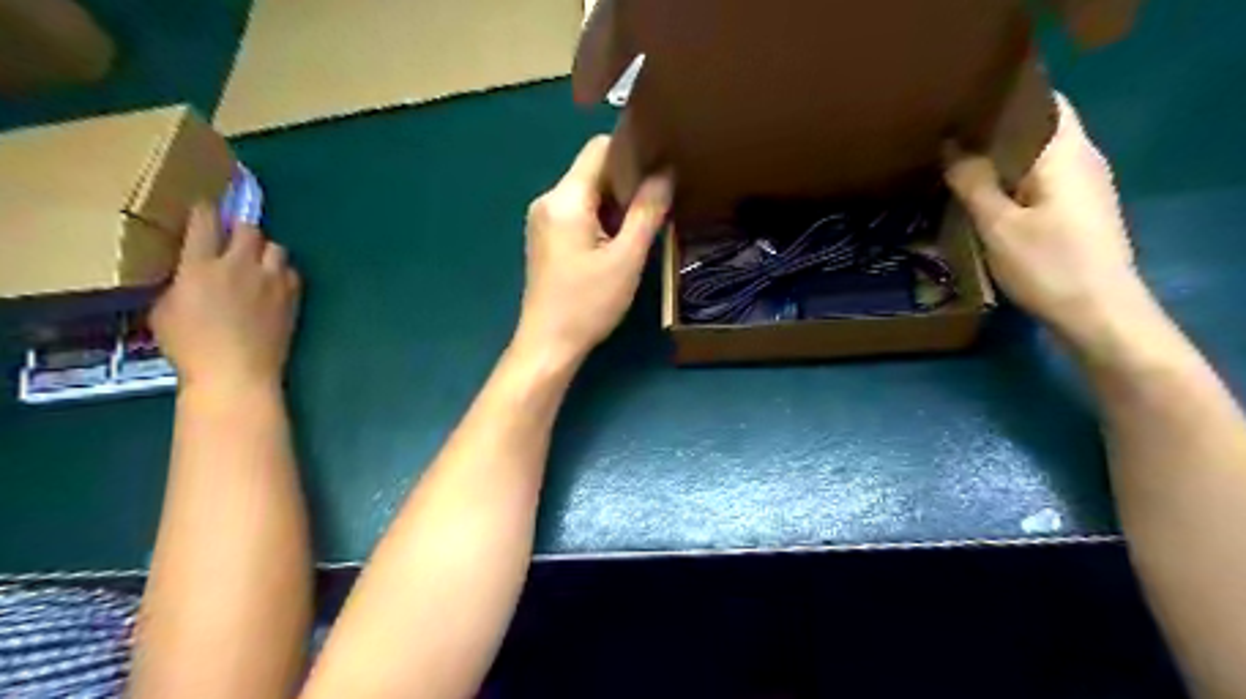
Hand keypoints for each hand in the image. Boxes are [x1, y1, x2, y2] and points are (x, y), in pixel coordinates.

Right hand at [150, 203, 303, 399]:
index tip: (204, 210)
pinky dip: (282, 273)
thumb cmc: (191, 347)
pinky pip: (292, 272)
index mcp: (201, 265)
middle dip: (240, 230)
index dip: (205, 211)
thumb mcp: (164, 310)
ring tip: (256, 264)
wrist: (237, 372)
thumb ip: (179, 282)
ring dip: (265, 251)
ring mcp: (272, 281)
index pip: (206, 221)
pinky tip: (273, 284)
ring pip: (277, 247)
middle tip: (233, 241)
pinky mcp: (293, 297)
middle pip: (249, 228)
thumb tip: (190, 273)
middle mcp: (240, 266)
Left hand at [513, 136, 676, 365]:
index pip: (599, 148)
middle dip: (628, 183)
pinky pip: (578, 213)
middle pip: (593, 171)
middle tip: (659, 204)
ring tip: (643, 226)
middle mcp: (548, 200)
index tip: (662, 169)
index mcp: (565, 199)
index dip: (633, 153)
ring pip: (587, 194)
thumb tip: (666, 173)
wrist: (548, 345)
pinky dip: (601, 220)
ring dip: (616, 204)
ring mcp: (543, 220)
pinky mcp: (546, 238)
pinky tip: (619, 243)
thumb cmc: (588, 304)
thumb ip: (647, 212)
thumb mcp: (626, 258)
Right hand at [951, 94, 1141, 342]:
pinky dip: (1013, 184)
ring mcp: (1085, 188)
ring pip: (1038, 161)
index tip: (964, 107)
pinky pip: (1041, 184)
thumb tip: (952, 146)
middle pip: (1039, 131)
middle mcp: (1082, 161)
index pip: (1043, 103)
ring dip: (1002, 162)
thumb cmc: (1048, 264)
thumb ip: (974, 183)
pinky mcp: (1079, 213)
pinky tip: (984, 200)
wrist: (1097, 313)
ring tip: (958, 168)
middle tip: (949, 140)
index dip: (1006, 100)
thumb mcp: (999, 225)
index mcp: (1066, 153)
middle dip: (996, 133)